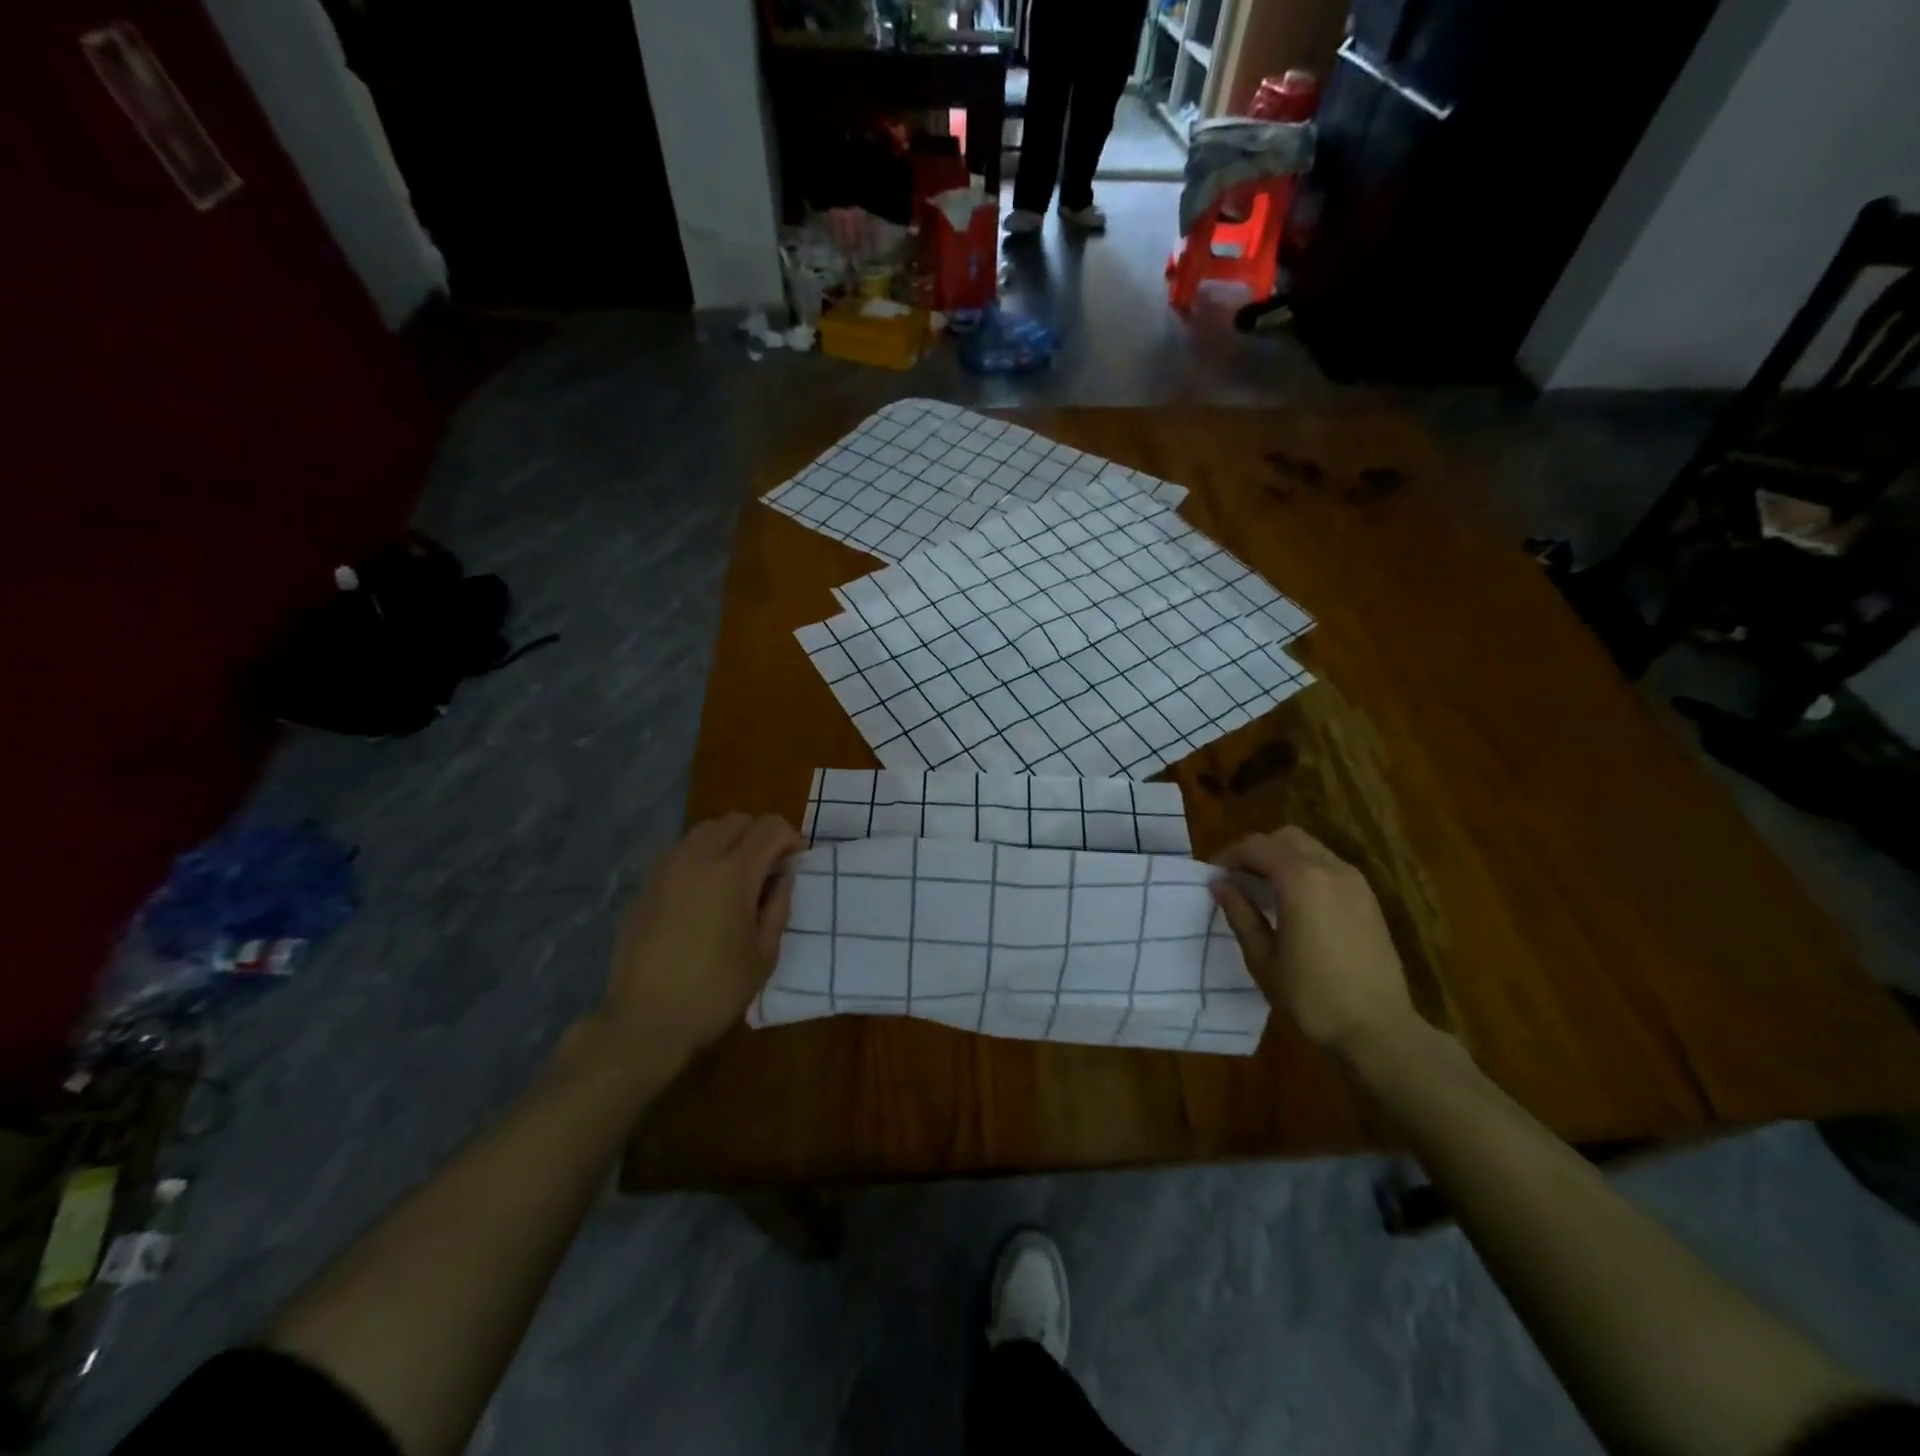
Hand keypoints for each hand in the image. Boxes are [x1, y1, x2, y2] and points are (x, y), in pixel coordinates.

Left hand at [602, 813, 801, 1060]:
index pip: (769, 827)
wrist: (646, 1020)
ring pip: (704, 830)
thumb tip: (783, 873)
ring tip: (733, 877)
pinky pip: (679, 852)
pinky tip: (702, 893)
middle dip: (759, 836)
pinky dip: (700, 858)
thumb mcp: (765, 952)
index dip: (790, 838)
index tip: (795, 861)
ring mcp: (665, 868)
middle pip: (736, 820)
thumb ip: (779, 903)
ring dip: (727, 842)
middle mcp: (698, 858)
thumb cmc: (716, 989)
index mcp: (733, 873)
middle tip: (767, 869)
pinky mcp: (644, 885)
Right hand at [1211, 825, 1416, 1058]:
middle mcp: (1330, 869)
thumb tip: (1221, 885)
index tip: (1213, 875)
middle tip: (1237, 878)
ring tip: (1264, 890)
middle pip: (1286, 838)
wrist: (1379, 1029)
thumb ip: (1241, 914)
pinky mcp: (1369, 899)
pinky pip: (1329, 866)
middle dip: (1257, 850)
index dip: (1230, 855)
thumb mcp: (1263, 958)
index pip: (1256, 846)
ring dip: (1282, 858)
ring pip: (1310, 848)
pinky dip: (1305, 870)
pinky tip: (1295, 902)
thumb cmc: (1312, 996)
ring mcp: (1355, 882)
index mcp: (1300, 880)